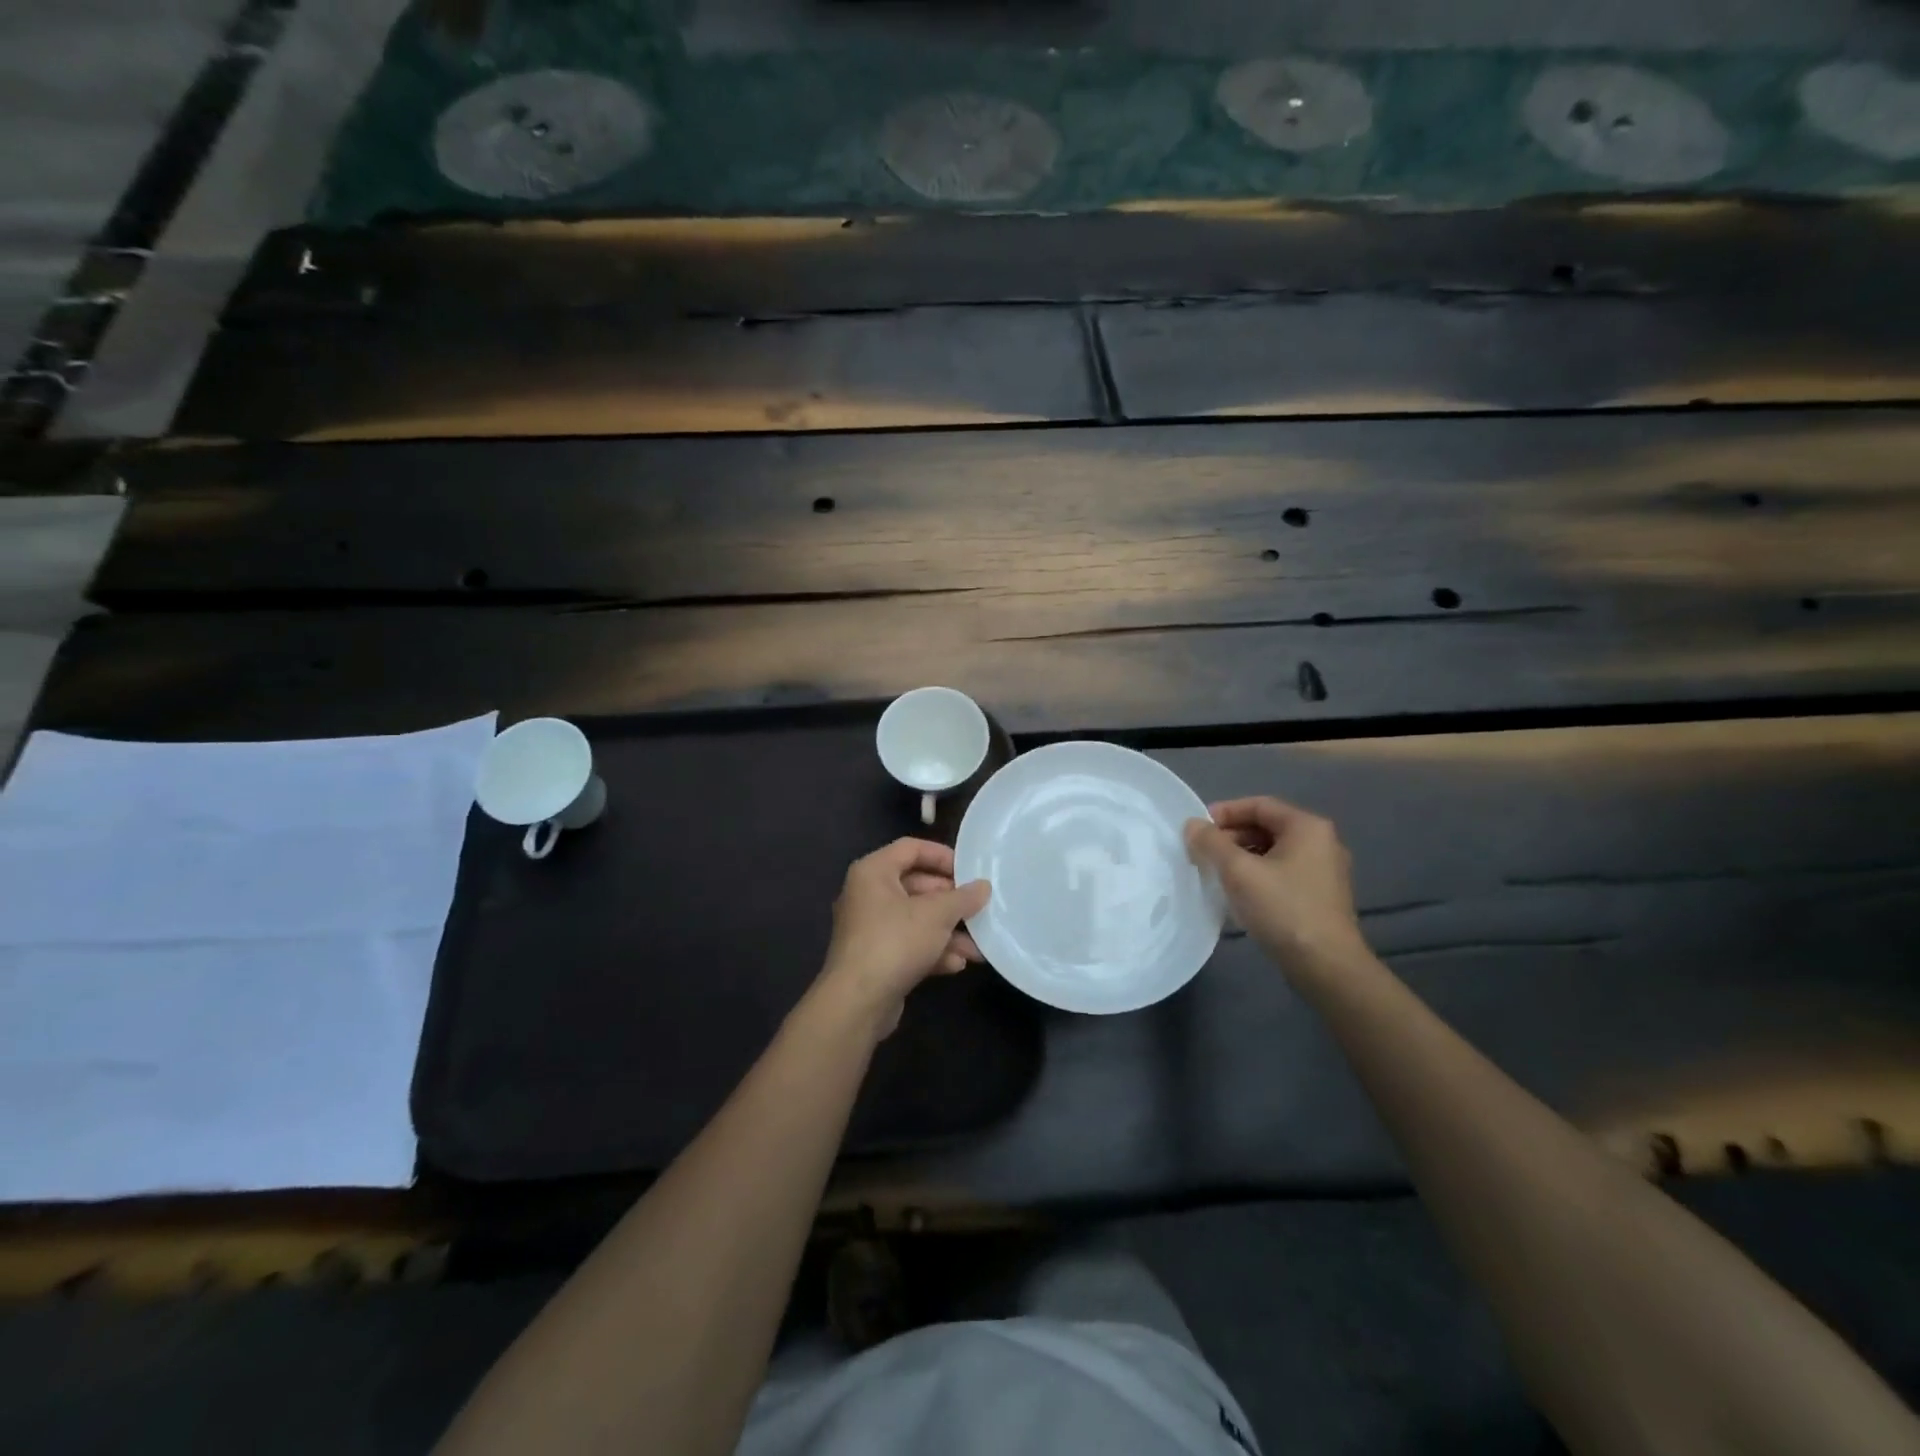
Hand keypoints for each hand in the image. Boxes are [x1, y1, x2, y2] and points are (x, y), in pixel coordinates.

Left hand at [817, 838, 990, 1035]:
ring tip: (977, 946)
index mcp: (873, 872)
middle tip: (977, 908)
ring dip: (947, 931)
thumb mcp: (937, 915)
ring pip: (915, 919)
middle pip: (916, 885)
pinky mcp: (875, 958)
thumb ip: (963, 898)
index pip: (911, 848)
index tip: (970, 870)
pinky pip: (908, 944)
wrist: (857, 1002)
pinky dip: (932, 951)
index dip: (942, 856)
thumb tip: (983, 887)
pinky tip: (957, 964)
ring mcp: (869, 928)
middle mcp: (867, 894)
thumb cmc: (895, 942)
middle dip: (950, 901)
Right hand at [1184, 797, 1367, 975]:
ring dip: (1241, 857)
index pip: (1259, 805)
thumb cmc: (1283, 909)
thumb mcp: (1239, 871)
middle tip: (1202, 852)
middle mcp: (1321, 842)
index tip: (1197, 829)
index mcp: (1307, 827)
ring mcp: (1324, 871)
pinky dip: (1256, 875)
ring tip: (1214, 873)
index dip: (1224, 812)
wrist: (1327, 967)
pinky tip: (1237, 894)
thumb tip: (1192, 825)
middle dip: (1231, 836)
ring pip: (1273, 852)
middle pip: (1266, 827)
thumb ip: (1211, 843)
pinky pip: (1281, 873)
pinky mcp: (1320, 897)